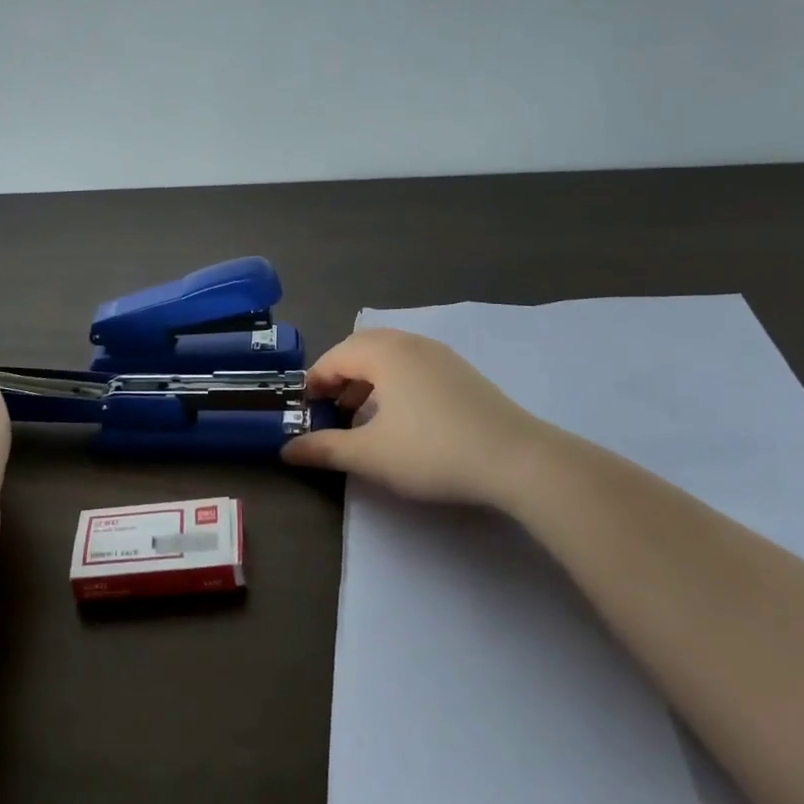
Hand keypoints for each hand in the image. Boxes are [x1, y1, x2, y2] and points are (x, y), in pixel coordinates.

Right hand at [280, 328, 556, 505]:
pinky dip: (394, 384)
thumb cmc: (433, 451)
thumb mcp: (370, 455)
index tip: (304, 414)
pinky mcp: (462, 373)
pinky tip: (401, 419)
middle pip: (360, 350)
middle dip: (339, 379)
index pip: (333, 358)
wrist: (517, 460)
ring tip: (362, 419)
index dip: (313, 385)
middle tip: (330, 412)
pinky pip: (413, 366)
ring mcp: (440, 355)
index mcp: (383, 352)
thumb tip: (286, 450)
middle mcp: (410, 343)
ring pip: (389, 357)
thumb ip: (324, 449)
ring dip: (366, 382)